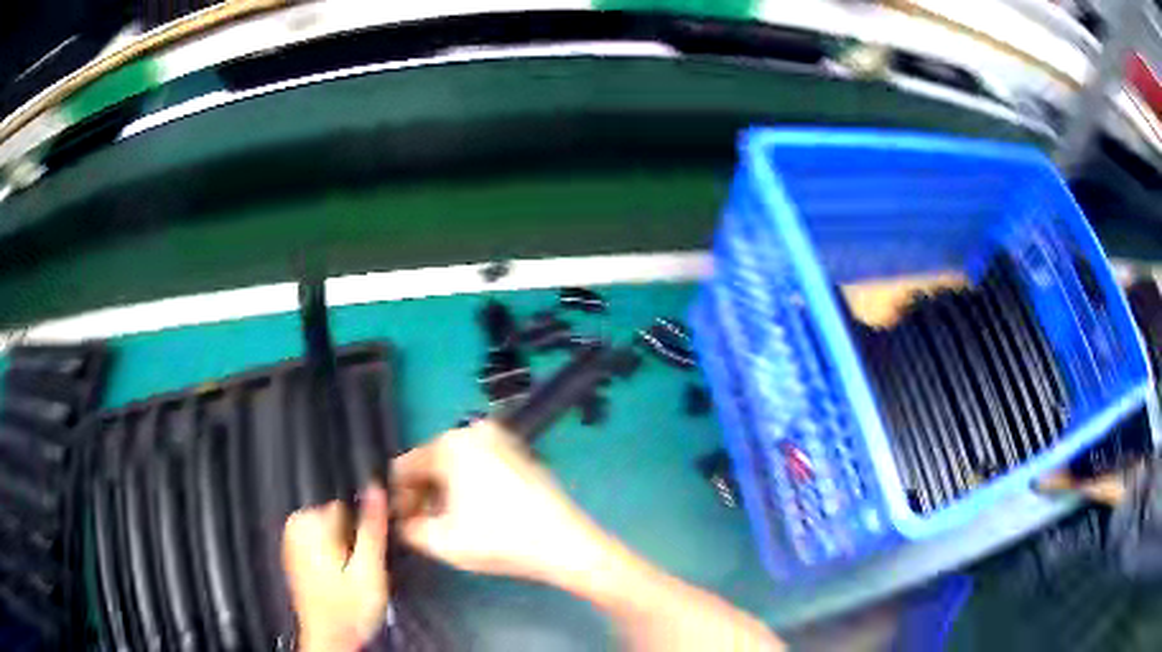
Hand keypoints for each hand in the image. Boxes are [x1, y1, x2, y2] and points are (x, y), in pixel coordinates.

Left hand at [282, 486, 389, 651]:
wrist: (331, 639)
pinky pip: (323, 542)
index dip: (365, 529)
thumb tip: (376, 487)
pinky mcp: (295, 554)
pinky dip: (335, 555)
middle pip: (339, 516)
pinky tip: (341, 578)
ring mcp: (292, 540)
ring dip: (346, 548)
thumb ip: (371, 527)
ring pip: (333, 529)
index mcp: (309, 522)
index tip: (369, 554)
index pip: (348, 504)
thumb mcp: (370, 568)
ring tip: (351, 577)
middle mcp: (295, 526)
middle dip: (354, 539)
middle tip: (361, 570)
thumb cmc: (348, 609)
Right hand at [392, 421, 608, 585]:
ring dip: (445, 493)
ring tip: (450, 525)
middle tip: (423, 527)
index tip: (402, 523)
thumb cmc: (499, 540)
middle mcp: (474, 431)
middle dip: (422, 496)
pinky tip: (477, 515)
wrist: (565, 544)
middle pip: (431, 464)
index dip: (398, 498)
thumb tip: (402, 521)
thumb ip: (407, 528)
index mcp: (450, 443)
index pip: (405, 467)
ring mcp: (501, 439)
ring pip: (456, 466)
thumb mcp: (440, 541)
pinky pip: (480, 466)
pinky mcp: (520, 453)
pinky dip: (470, 486)